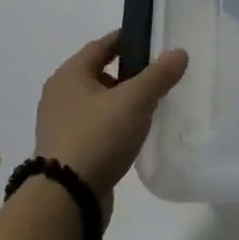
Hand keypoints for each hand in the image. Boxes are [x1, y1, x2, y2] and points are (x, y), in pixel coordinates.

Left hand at [34, 31, 187, 210]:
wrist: (66, 199)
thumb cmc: (97, 137)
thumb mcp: (134, 101)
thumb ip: (158, 75)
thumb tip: (179, 52)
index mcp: (69, 75)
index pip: (101, 45)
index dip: (127, 40)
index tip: (153, 41)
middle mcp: (59, 96)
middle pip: (99, 74)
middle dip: (128, 73)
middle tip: (159, 74)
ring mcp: (61, 126)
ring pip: (98, 103)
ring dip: (122, 101)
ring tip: (153, 105)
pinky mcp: (67, 153)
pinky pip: (96, 128)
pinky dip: (115, 125)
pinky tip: (135, 133)